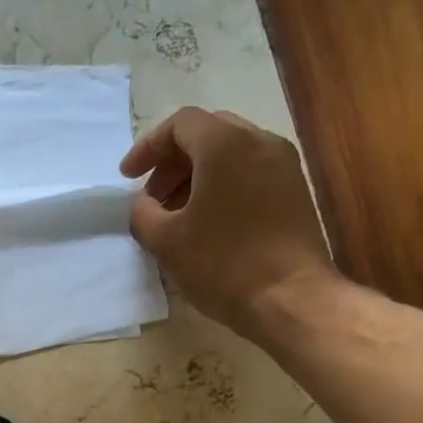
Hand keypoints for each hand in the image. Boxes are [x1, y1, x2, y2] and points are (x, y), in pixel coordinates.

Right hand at [121, 107, 337, 340]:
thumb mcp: (165, 241)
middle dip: (172, 162)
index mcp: (225, 144)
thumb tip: (144, 205)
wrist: (291, 298)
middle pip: (207, 133)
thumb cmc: (222, 264)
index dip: (147, 147)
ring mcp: (283, 165)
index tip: (128, 177)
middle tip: (152, 197)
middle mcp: (259, 142)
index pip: (180, 124)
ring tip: (176, 214)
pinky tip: (207, 222)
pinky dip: (222, 185)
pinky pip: (250, 172)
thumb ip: (143, 213)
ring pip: (230, 153)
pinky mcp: (294, 191)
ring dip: (196, 175)